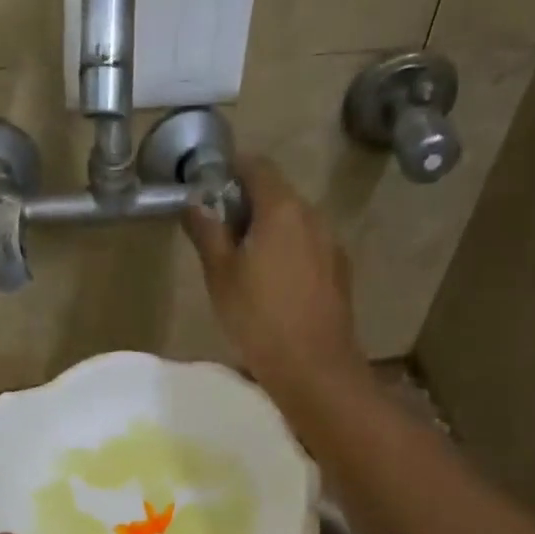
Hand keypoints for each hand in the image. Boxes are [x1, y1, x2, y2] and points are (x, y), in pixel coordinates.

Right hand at [184, 155, 368, 406]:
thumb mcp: (220, 275)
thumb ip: (207, 232)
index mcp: (282, 209)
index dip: (232, 169)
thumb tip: (195, 203)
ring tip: (244, 263)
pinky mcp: (339, 272)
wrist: (313, 366)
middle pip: (277, 194)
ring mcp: (331, 244)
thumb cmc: (258, 318)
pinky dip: (288, 252)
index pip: (257, 167)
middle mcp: (313, 216)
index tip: (210, 186)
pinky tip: (273, 286)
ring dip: (269, 231)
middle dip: (248, 204)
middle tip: (220, 232)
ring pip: (294, 223)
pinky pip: (308, 248)